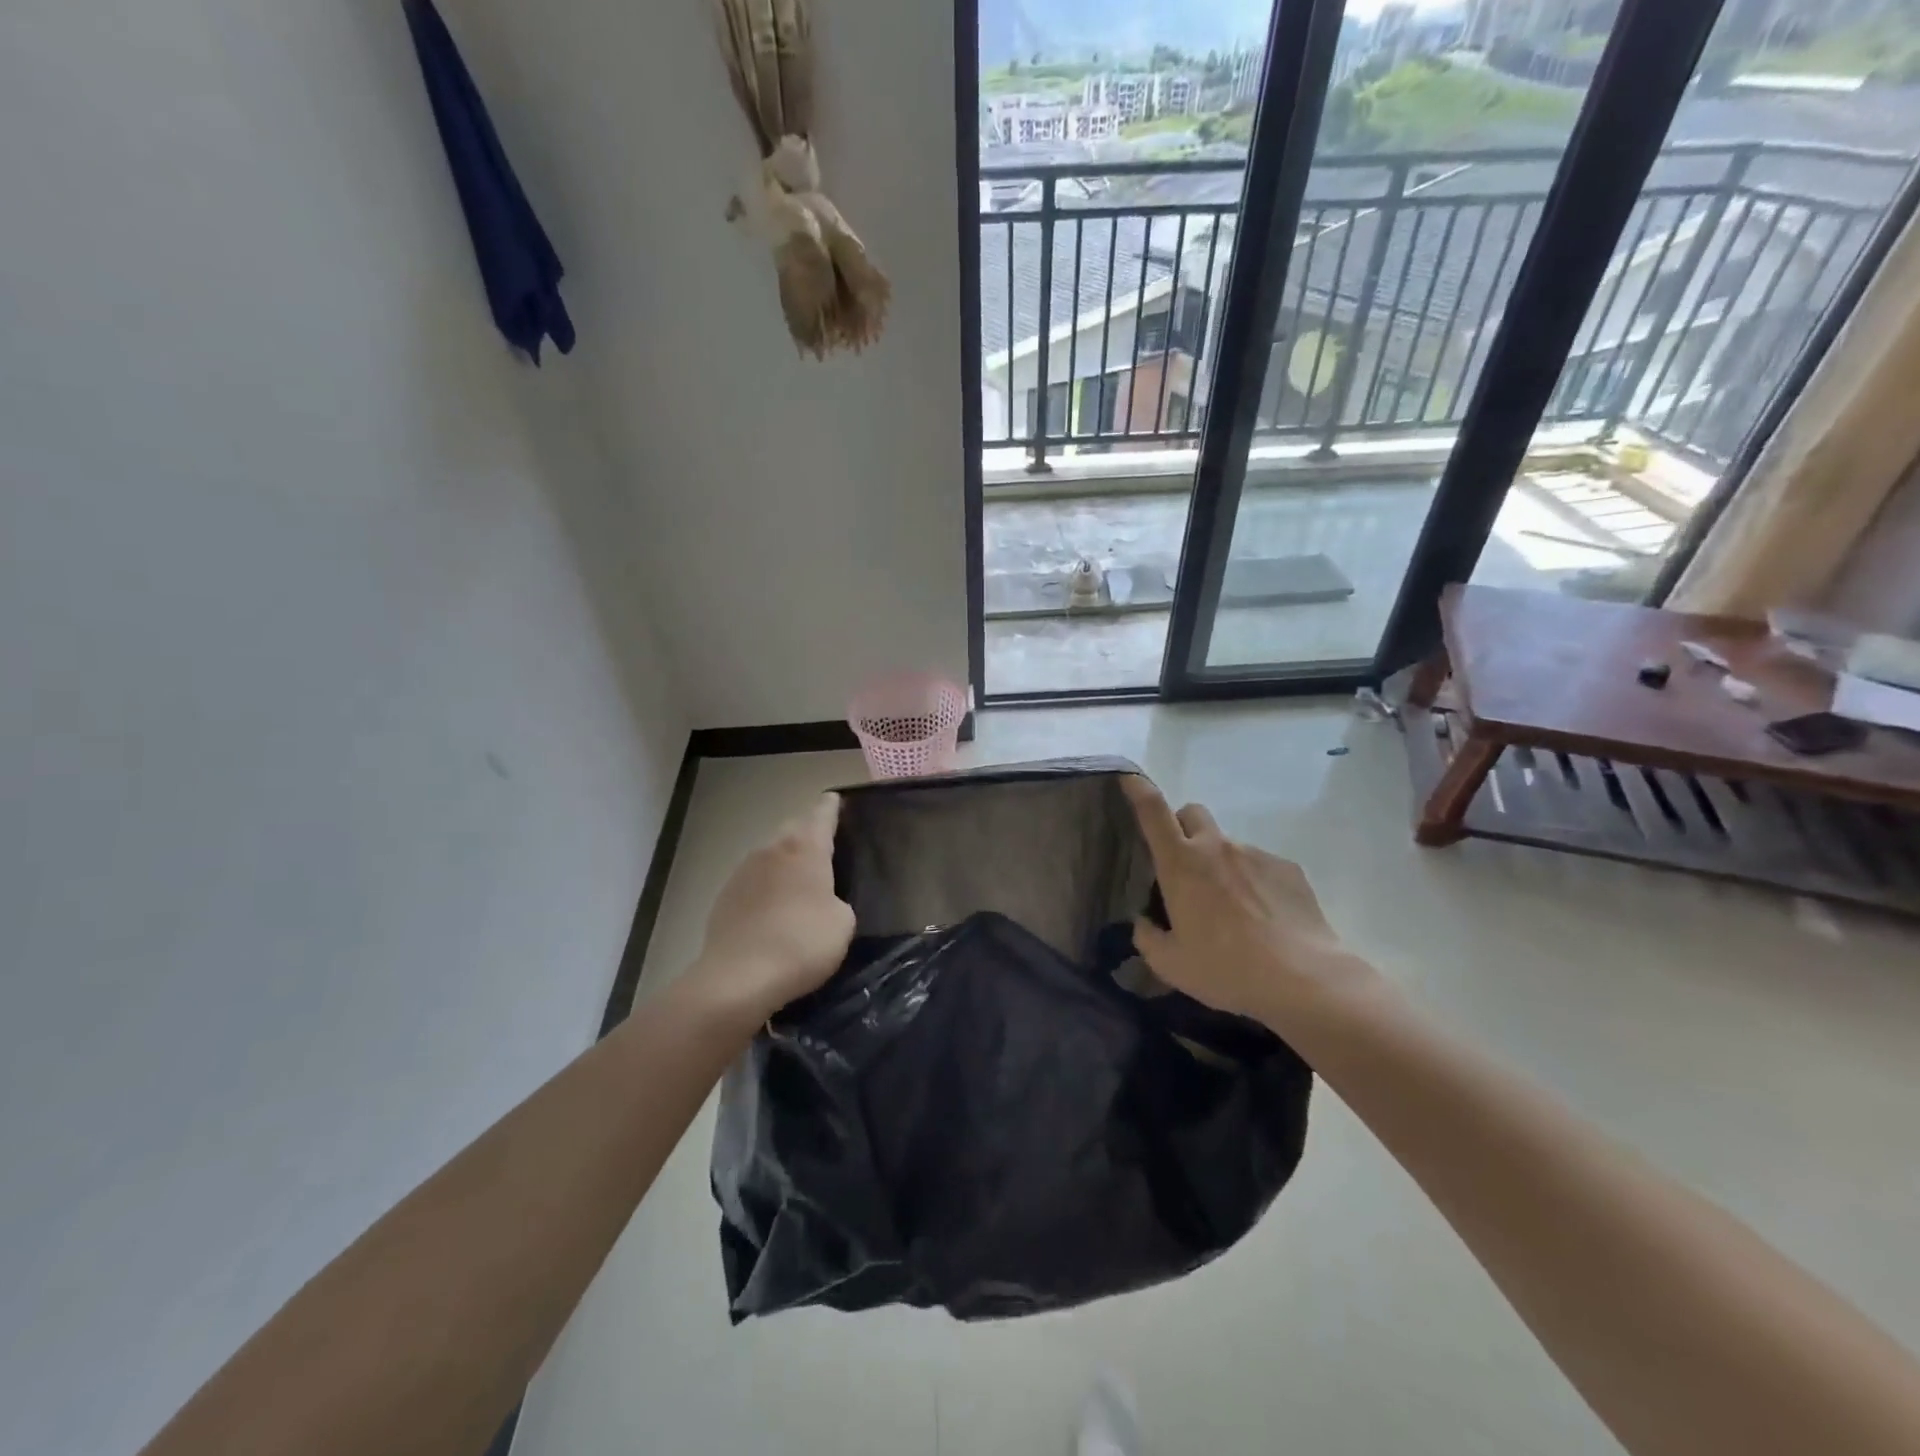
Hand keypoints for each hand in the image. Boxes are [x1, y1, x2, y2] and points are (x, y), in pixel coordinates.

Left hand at [690, 794, 855, 1025]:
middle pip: (793, 829)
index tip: (836, 801)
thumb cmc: (802, 943)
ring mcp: (743, 871)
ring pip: (770, 854)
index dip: (832, 807)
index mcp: (806, 848)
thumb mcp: (842, 923)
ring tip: (798, 883)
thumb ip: (837, 901)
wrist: (738, 978)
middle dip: (807, 833)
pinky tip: (772, 910)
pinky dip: (765, 887)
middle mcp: (772, 849)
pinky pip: (752, 881)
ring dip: (784, 862)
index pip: (822, 814)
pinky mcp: (724, 896)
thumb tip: (823, 902)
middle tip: (823, 848)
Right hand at [1122, 775, 1382, 1029]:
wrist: (1303, 979)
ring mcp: (1255, 854)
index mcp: (1180, 864)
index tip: (1128, 777)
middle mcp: (1216, 847)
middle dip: (1181, 827)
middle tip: (1183, 863)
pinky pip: (1260, 865)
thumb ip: (1148, 938)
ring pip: (1227, 844)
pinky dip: (1253, 882)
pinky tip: (1263, 918)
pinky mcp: (1287, 868)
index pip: (1152, 811)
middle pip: (1192, 813)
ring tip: (1231, 909)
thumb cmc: (1226, 969)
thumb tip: (1143, 923)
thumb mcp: (1170, 964)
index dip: (1137, 788)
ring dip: (1220, 863)